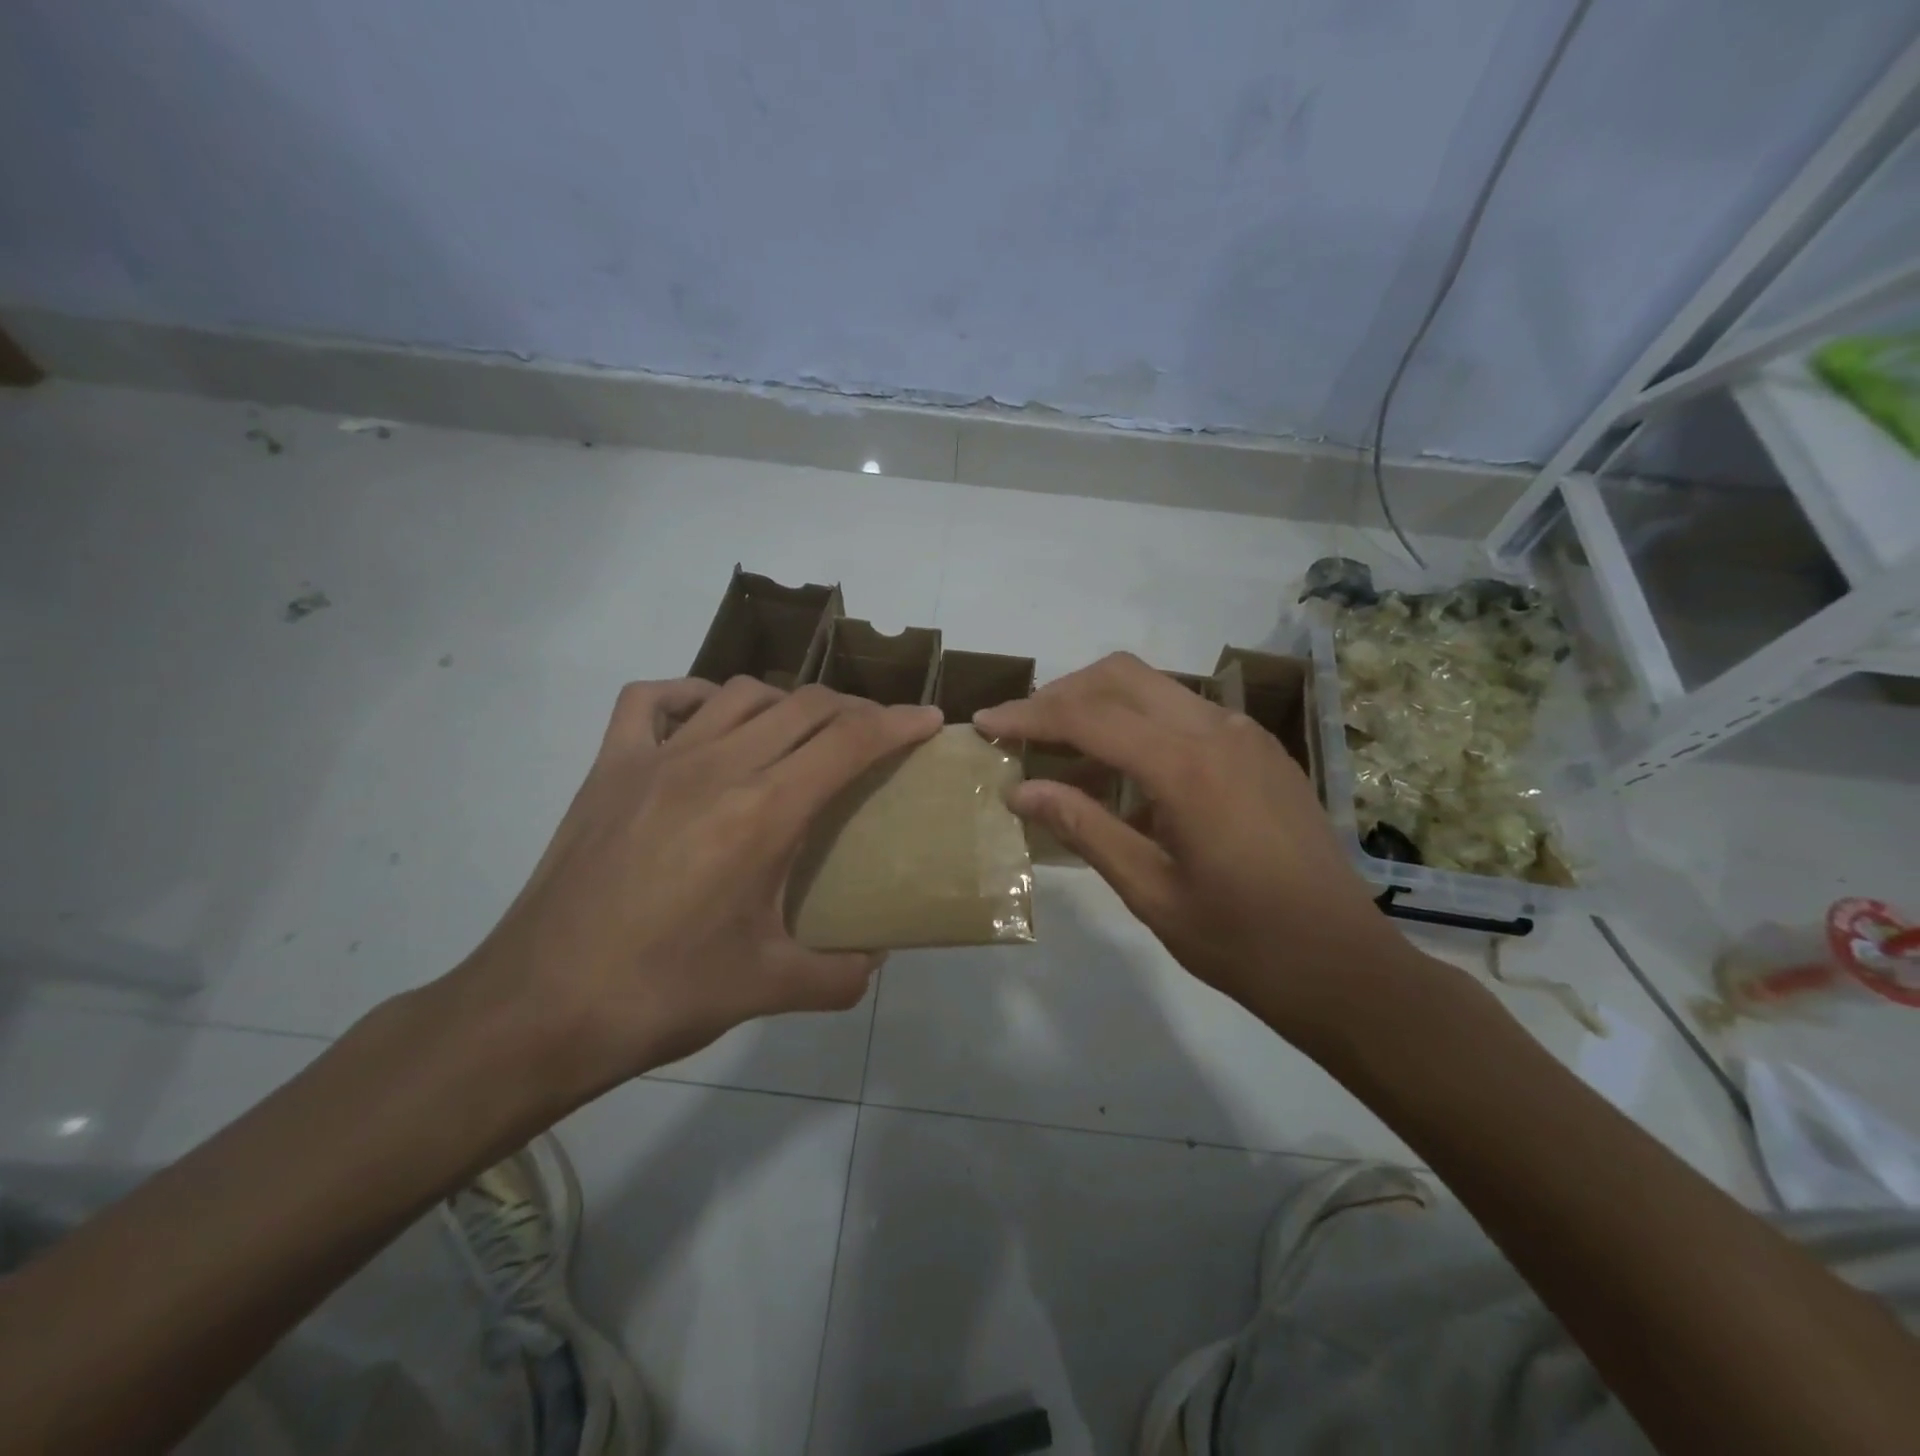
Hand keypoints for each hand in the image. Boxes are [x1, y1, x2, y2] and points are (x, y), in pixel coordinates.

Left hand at [454, 677, 941, 1103]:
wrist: (539, 1009)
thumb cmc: (663, 995)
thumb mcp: (769, 989)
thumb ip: (842, 972)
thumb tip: (876, 957)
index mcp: (764, 813)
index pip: (850, 741)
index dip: (899, 724)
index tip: (929, 720)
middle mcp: (717, 767)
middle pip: (805, 706)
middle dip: (855, 710)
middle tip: (876, 736)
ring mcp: (656, 759)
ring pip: (741, 693)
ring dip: (788, 702)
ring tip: (803, 732)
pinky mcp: (608, 767)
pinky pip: (654, 700)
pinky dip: (694, 695)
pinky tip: (710, 720)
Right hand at [974, 653, 1415, 1047]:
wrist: (1345, 966)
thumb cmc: (1242, 942)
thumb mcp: (1150, 891)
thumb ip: (1084, 828)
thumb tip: (1021, 789)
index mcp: (1189, 768)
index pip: (1090, 717)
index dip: (1029, 716)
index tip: (985, 722)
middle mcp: (1219, 731)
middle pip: (1122, 677)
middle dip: (1063, 694)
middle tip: (1022, 730)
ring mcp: (1246, 736)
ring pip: (1156, 689)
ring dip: (1102, 708)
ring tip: (1063, 758)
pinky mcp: (1260, 751)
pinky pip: (1186, 716)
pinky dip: (1142, 727)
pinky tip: (1125, 778)